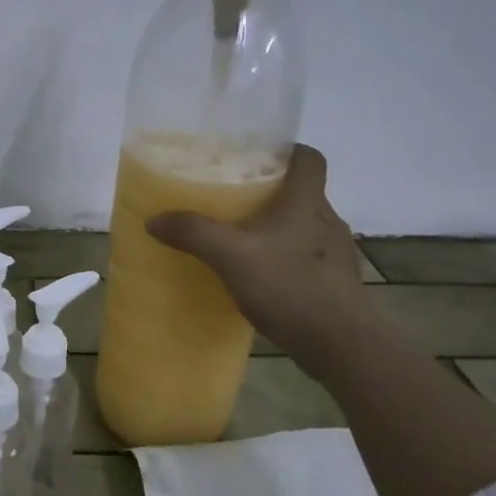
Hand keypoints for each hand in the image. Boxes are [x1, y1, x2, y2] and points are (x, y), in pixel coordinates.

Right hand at [146, 144, 373, 368]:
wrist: (341, 344)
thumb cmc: (291, 287)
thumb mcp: (232, 256)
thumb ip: (194, 233)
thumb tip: (154, 218)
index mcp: (306, 202)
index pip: (309, 158)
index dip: (288, 150)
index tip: (259, 155)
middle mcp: (327, 221)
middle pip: (302, 193)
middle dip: (271, 193)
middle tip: (234, 200)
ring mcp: (335, 255)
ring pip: (305, 227)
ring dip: (278, 229)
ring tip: (243, 241)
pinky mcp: (336, 284)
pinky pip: (307, 259)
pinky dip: (286, 261)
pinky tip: (263, 279)